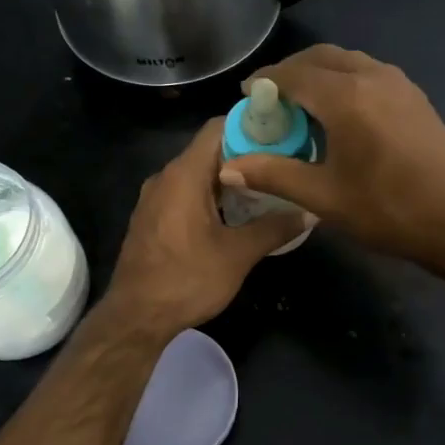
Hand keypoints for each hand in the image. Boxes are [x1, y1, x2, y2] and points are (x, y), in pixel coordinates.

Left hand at [104, 119, 310, 337]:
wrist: (135, 318)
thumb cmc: (187, 280)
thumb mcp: (238, 255)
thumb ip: (275, 228)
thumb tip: (309, 212)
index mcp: (184, 174)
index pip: (219, 127)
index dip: (252, 126)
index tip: (283, 135)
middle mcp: (166, 177)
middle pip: (210, 150)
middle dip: (247, 155)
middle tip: (283, 165)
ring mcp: (155, 198)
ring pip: (198, 173)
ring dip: (230, 179)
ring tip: (267, 190)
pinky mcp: (152, 217)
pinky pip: (185, 193)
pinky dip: (211, 196)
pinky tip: (236, 216)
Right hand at [220, 45, 444, 281]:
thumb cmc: (390, 209)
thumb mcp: (325, 197)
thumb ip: (274, 174)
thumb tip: (228, 167)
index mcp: (347, 96)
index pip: (293, 74)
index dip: (264, 81)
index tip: (245, 96)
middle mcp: (372, 76)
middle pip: (320, 58)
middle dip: (290, 72)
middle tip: (269, 99)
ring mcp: (399, 83)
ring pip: (347, 62)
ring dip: (318, 74)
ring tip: (300, 105)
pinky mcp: (414, 97)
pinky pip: (368, 73)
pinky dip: (343, 81)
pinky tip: (338, 114)